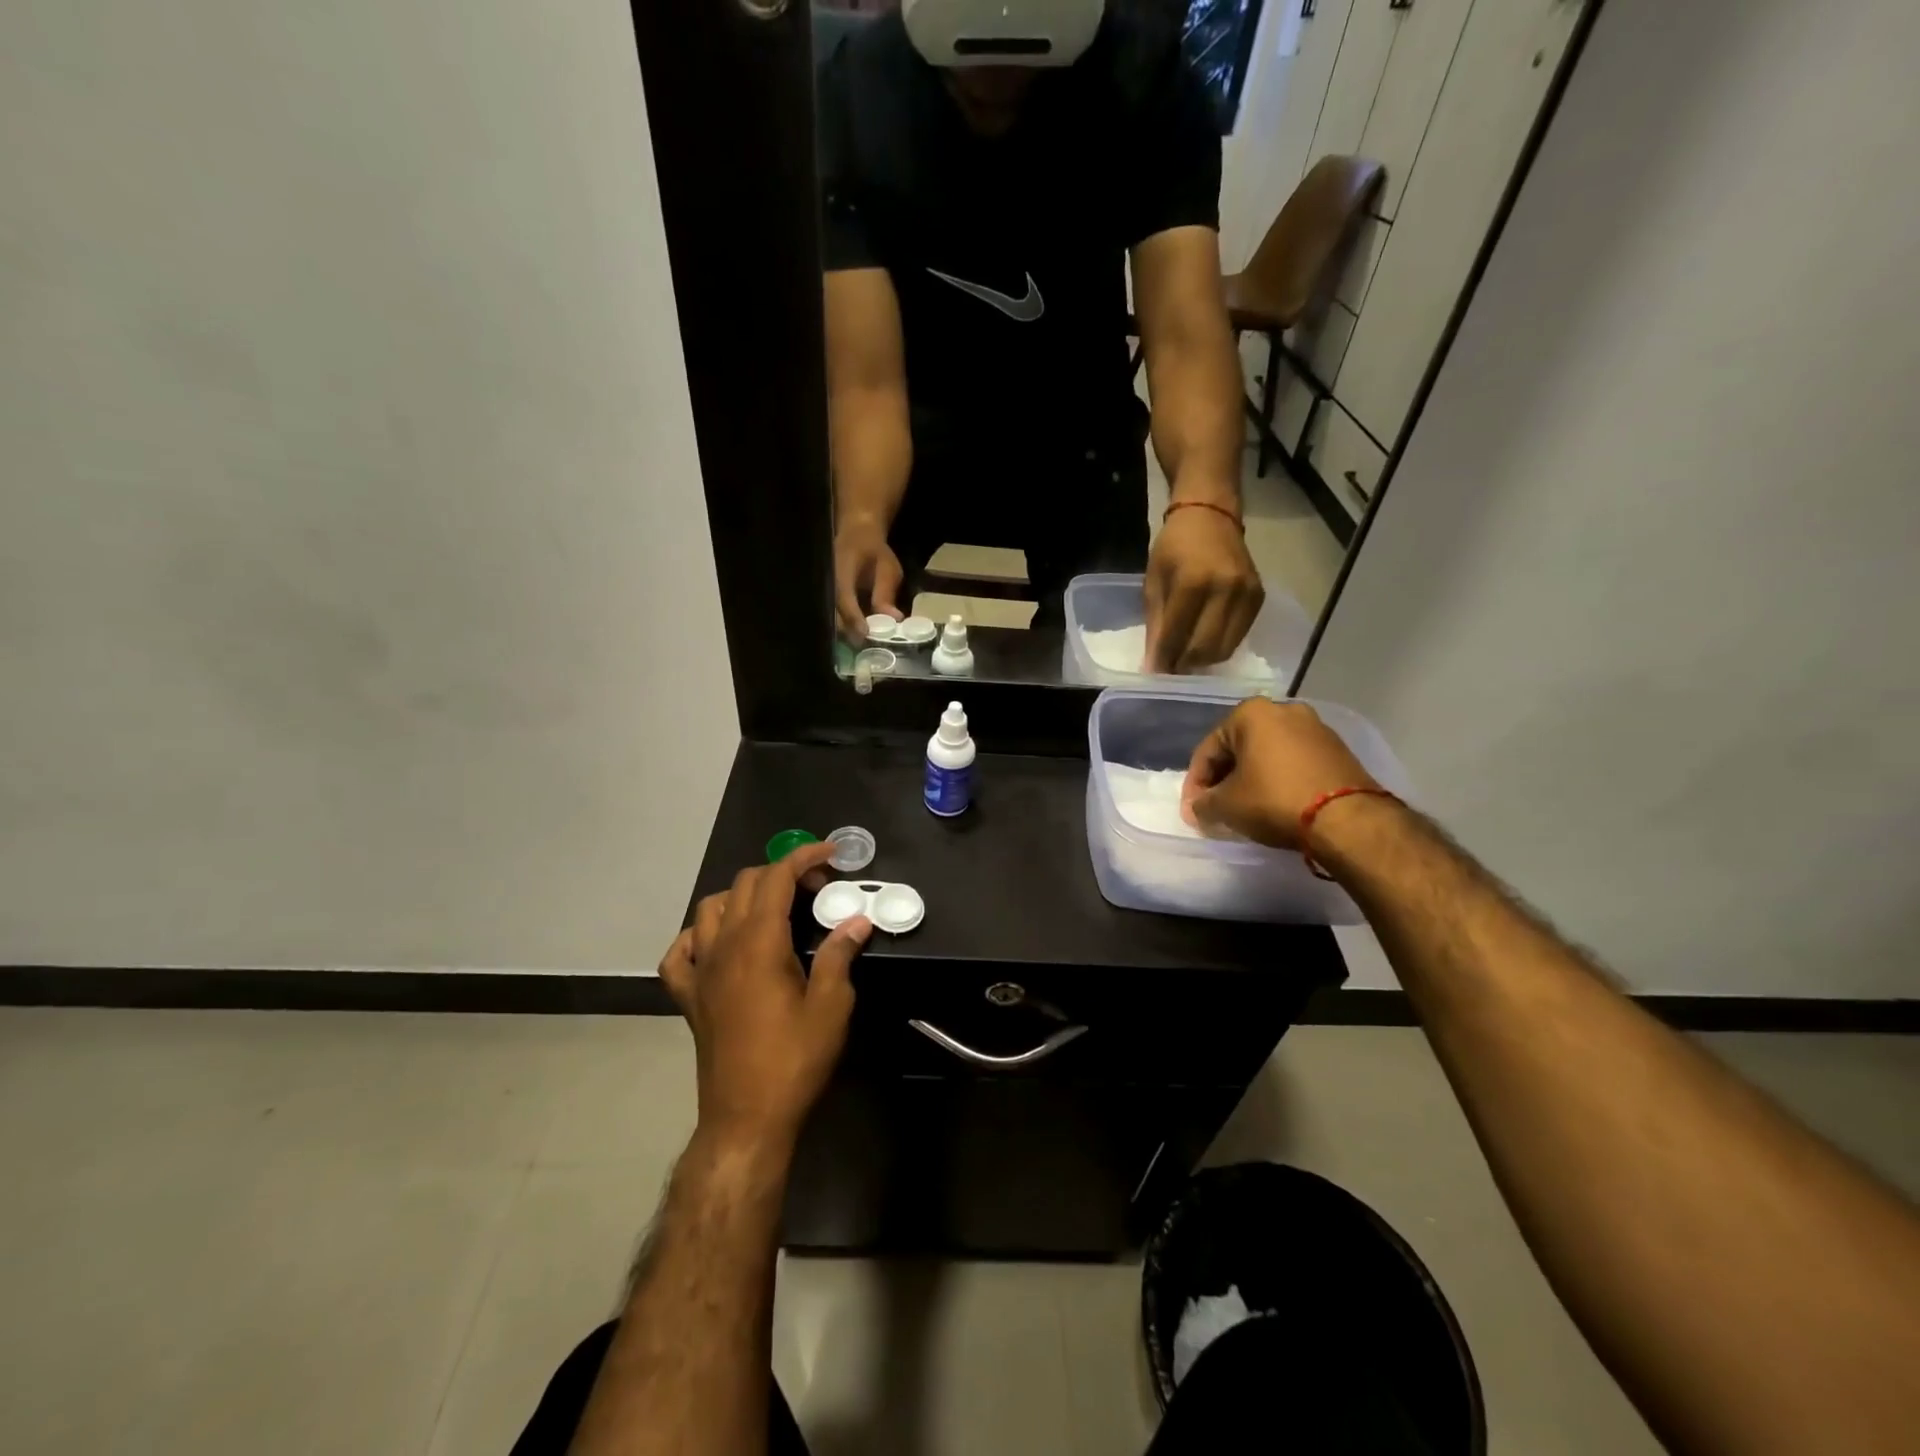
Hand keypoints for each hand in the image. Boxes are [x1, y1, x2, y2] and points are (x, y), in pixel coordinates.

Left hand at [658, 841, 870, 1152]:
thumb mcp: (831, 1006)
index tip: (832, 855)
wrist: (747, 1118)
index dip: (804, 858)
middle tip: (817, 890)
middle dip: (782, 874)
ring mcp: (700, 971)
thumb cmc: (794, 1060)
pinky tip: (718, 944)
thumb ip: (839, 955)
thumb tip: (857, 922)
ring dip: (742, 896)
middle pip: (745, 885)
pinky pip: (681, 952)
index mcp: (759, 943)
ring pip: (710, 908)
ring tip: (773, 910)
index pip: (776, 878)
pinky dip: (699, 936)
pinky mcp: (688, 997)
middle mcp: (723, 947)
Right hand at [833, 518, 904, 638]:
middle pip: (833, 614)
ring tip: (866, 647)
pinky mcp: (827, 601)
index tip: (865, 634)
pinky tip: (860, 638)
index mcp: (841, 570)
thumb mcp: (887, 568)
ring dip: (848, 634)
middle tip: (868, 648)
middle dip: (850, 633)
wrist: (855, 536)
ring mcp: (824, 593)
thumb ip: (886, 593)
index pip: (844, 597)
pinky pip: (835, 618)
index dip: (853, 617)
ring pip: (832, 620)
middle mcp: (827, 583)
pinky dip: (847, 629)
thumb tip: (895, 619)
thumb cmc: (874, 551)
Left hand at [1144, 503, 1263, 672]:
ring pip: (1225, 648)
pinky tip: (1204, 642)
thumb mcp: (1154, 581)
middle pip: (1205, 649)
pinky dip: (1220, 646)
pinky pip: (1239, 636)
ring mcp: (1247, 594)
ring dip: (1203, 660)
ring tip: (1185, 658)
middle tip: (1170, 669)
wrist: (1211, 516)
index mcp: (1194, 582)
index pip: (1178, 636)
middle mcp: (1226, 589)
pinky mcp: (1259, 598)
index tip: (1154, 674)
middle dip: (1184, 665)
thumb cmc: (1175, 546)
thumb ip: (1156, 624)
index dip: (1164, 660)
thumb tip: (1153, 664)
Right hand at [1181, 698, 1378, 847]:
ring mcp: (1316, 728)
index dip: (1195, 783)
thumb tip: (1197, 808)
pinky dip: (1279, 780)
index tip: (1194, 810)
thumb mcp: (1226, 806)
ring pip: (1268, 755)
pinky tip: (1275, 805)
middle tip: (1217, 808)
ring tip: (1246, 809)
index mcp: (1251, 713)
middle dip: (1225, 779)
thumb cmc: (1275, 800)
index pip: (1209, 749)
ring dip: (1252, 779)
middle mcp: (1284, 710)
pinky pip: (1295, 763)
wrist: (1348, 819)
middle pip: (1240, 748)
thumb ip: (1203, 804)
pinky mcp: (1338, 750)